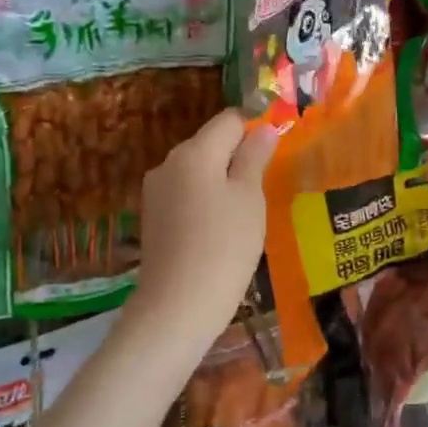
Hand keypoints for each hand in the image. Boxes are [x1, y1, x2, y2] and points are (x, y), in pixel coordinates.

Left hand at [130, 109, 276, 342]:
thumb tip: (263, 128)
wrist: (177, 306)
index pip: (229, 120)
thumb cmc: (224, 247)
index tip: (275, 155)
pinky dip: (205, 202)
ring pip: (198, 171)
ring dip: (222, 181)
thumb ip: (255, 158)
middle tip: (264, 189)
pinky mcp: (152, 216)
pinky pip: (185, 194)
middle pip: (211, 143)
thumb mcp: (249, 198)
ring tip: (244, 215)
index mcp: (194, 151)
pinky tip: (219, 231)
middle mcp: (169, 162)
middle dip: (238, 157)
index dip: (255, 129)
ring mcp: (156, 190)